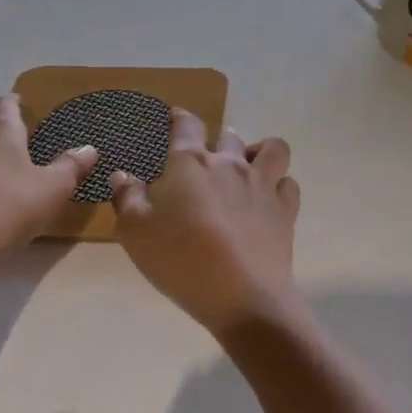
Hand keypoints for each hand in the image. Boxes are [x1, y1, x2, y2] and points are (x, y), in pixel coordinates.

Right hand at [110, 110, 301, 338]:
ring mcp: (263, 185)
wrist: (242, 295)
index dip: (180, 117)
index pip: (187, 125)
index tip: (176, 117)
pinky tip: (268, 199)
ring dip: (259, 152)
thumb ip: (127, 198)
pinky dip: (280, 185)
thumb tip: (122, 175)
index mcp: (190, 164)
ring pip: (271, 149)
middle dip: (218, 141)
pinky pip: (289, 183)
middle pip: (229, 137)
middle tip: (207, 161)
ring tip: (248, 167)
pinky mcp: (286, 210)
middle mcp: (231, 165)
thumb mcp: (135, 232)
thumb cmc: (180, 259)